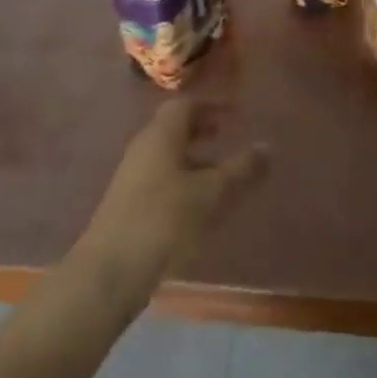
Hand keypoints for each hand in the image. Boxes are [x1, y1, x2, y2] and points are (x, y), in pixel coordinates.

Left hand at [74, 100, 267, 305]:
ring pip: (167, 154)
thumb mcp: (211, 194)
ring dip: (192, 157)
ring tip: (218, 173)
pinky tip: (197, 204)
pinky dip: (182, 178)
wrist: (109, 272)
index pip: (186, 105)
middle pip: (173, 128)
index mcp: (161, 135)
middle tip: (225, 134)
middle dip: (200, 129)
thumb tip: (267, 146)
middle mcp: (144, 147)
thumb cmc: (164, 221)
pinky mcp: (127, 203)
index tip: (234, 113)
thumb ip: (240, 169)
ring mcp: (132, 176)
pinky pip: (160, 177)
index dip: (211, 105)